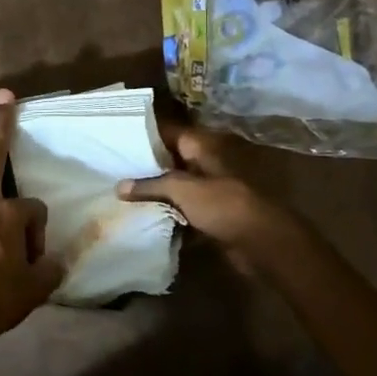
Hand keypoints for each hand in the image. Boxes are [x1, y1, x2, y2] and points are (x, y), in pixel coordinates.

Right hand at [116, 123, 299, 269]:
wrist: (262, 243)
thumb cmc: (224, 204)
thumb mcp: (182, 189)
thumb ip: (150, 185)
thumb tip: (119, 187)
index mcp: (204, 147)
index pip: (169, 132)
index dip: (145, 134)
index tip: (118, 138)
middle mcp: (208, 164)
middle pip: (172, 160)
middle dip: (146, 166)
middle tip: (113, 168)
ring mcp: (212, 191)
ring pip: (177, 188)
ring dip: (156, 193)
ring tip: (121, 194)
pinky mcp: (213, 216)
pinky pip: (184, 211)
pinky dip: (168, 214)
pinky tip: (143, 218)